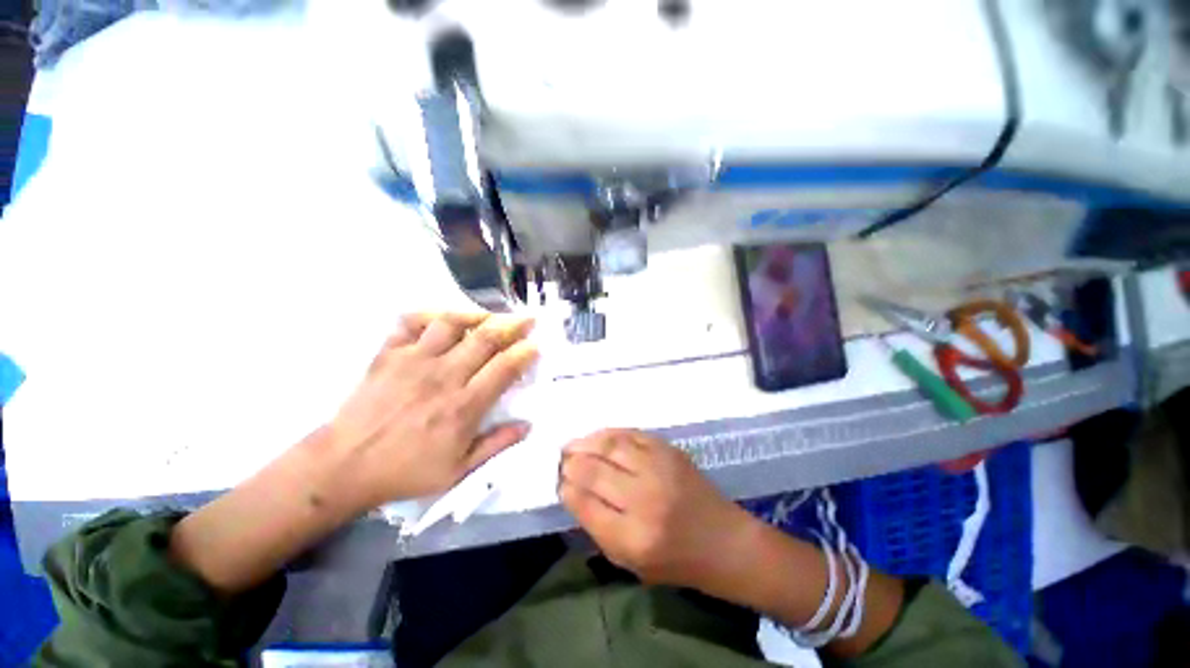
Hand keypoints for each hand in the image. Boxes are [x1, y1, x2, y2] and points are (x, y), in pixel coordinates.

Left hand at [327, 312, 538, 510]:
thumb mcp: (458, 470)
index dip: (525, 353)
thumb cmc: (405, 470)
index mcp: (464, 405)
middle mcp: (444, 375)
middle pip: (486, 338)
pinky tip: (443, 319)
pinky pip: (411, 322)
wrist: (344, 466)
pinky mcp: (389, 354)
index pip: (504, 368)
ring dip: (477, 315)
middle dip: (513, 325)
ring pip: (452, 322)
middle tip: (528, 318)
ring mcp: (414, 360)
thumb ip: (496, 445)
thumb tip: (527, 425)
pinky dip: (430, 314)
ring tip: (490, 317)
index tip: (535, 345)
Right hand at [558, 429, 758, 589]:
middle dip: (571, 463)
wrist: (725, 541)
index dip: (566, 488)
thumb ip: (597, 528)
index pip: (584, 504)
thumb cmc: (676, 561)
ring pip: (610, 446)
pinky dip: (609, 433)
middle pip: (593, 471)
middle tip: (561, 459)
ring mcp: (659, 469)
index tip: (559, 482)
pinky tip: (597, 437)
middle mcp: (644, 499)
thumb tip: (573, 492)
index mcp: (633, 538)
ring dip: (585, 442)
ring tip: (572, 444)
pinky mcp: (670, 450)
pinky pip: (631, 433)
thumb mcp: (630, 562)